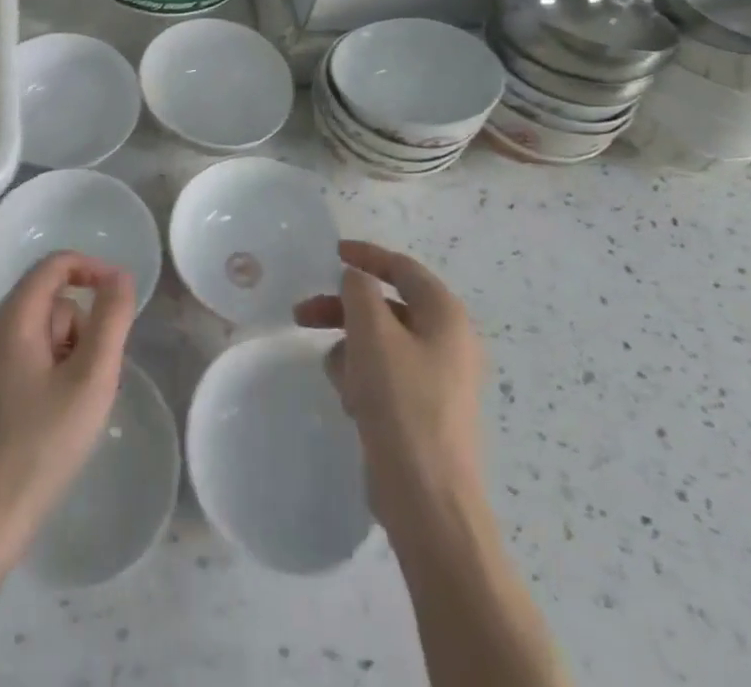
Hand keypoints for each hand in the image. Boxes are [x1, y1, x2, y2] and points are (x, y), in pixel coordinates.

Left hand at [0, 252, 135, 556]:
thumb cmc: (43, 445)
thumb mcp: (91, 379)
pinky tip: (55, 414)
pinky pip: (27, 354)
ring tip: (75, 402)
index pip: (54, 265)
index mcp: (12, 319)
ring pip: (41, 331)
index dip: (92, 269)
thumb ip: (111, 320)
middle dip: (81, 328)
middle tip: (93, 377)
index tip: (121, 297)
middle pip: (50, 301)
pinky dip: (50, 369)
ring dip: (68, 353)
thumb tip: (119, 276)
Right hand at [294, 240, 486, 527]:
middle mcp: (448, 342)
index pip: (403, 269)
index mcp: (446, 316)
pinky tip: (349, 399)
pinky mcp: (423, 411)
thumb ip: (359, 291)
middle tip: (302, 313)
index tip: (332, 252)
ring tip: (332, 371)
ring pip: (381, 343)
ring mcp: (438, 379)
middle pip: (386, 307)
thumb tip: (356, 279)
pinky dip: (362, 377)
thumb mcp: (372, 332)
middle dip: (343, 308)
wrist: (427, 498)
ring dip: (349, 347)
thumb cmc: (401, 402)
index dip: (366, 256)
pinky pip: (385, 376)